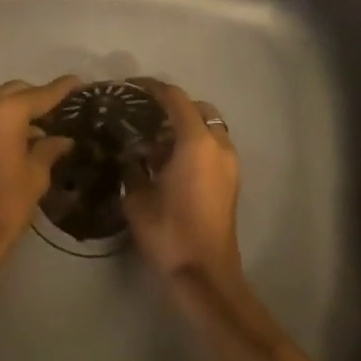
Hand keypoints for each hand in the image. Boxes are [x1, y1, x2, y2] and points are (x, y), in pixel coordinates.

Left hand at [0, 76, 80, 285]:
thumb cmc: (4, 205)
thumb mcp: (36, 176)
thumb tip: (62, 139)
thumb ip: (50, 149)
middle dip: (39, 98)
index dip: (62, 89)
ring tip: (47, 126)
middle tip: (63, 111)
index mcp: (4, 112)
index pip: (40, 94)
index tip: (80, 83)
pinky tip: (24, 137)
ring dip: (20, 109)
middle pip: (16, 92)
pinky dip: (4, 120)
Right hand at [124, 80, 241, 291]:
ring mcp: (229, 163)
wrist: (205, 273)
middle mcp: (218, 145)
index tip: (130, 88)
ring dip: (184, 128)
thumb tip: (130, 154)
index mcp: (195, 142)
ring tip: (154, 142)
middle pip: (197, 109)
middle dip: (172, 107)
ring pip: (208, 129)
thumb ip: (132, 167)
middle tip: (144, 116)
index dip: (152, 88)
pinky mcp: (231, 181)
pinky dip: (193, 145)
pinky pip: (212, 148)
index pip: (175, 99)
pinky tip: (169, 163)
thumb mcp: (137, 198)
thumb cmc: (169, 232)